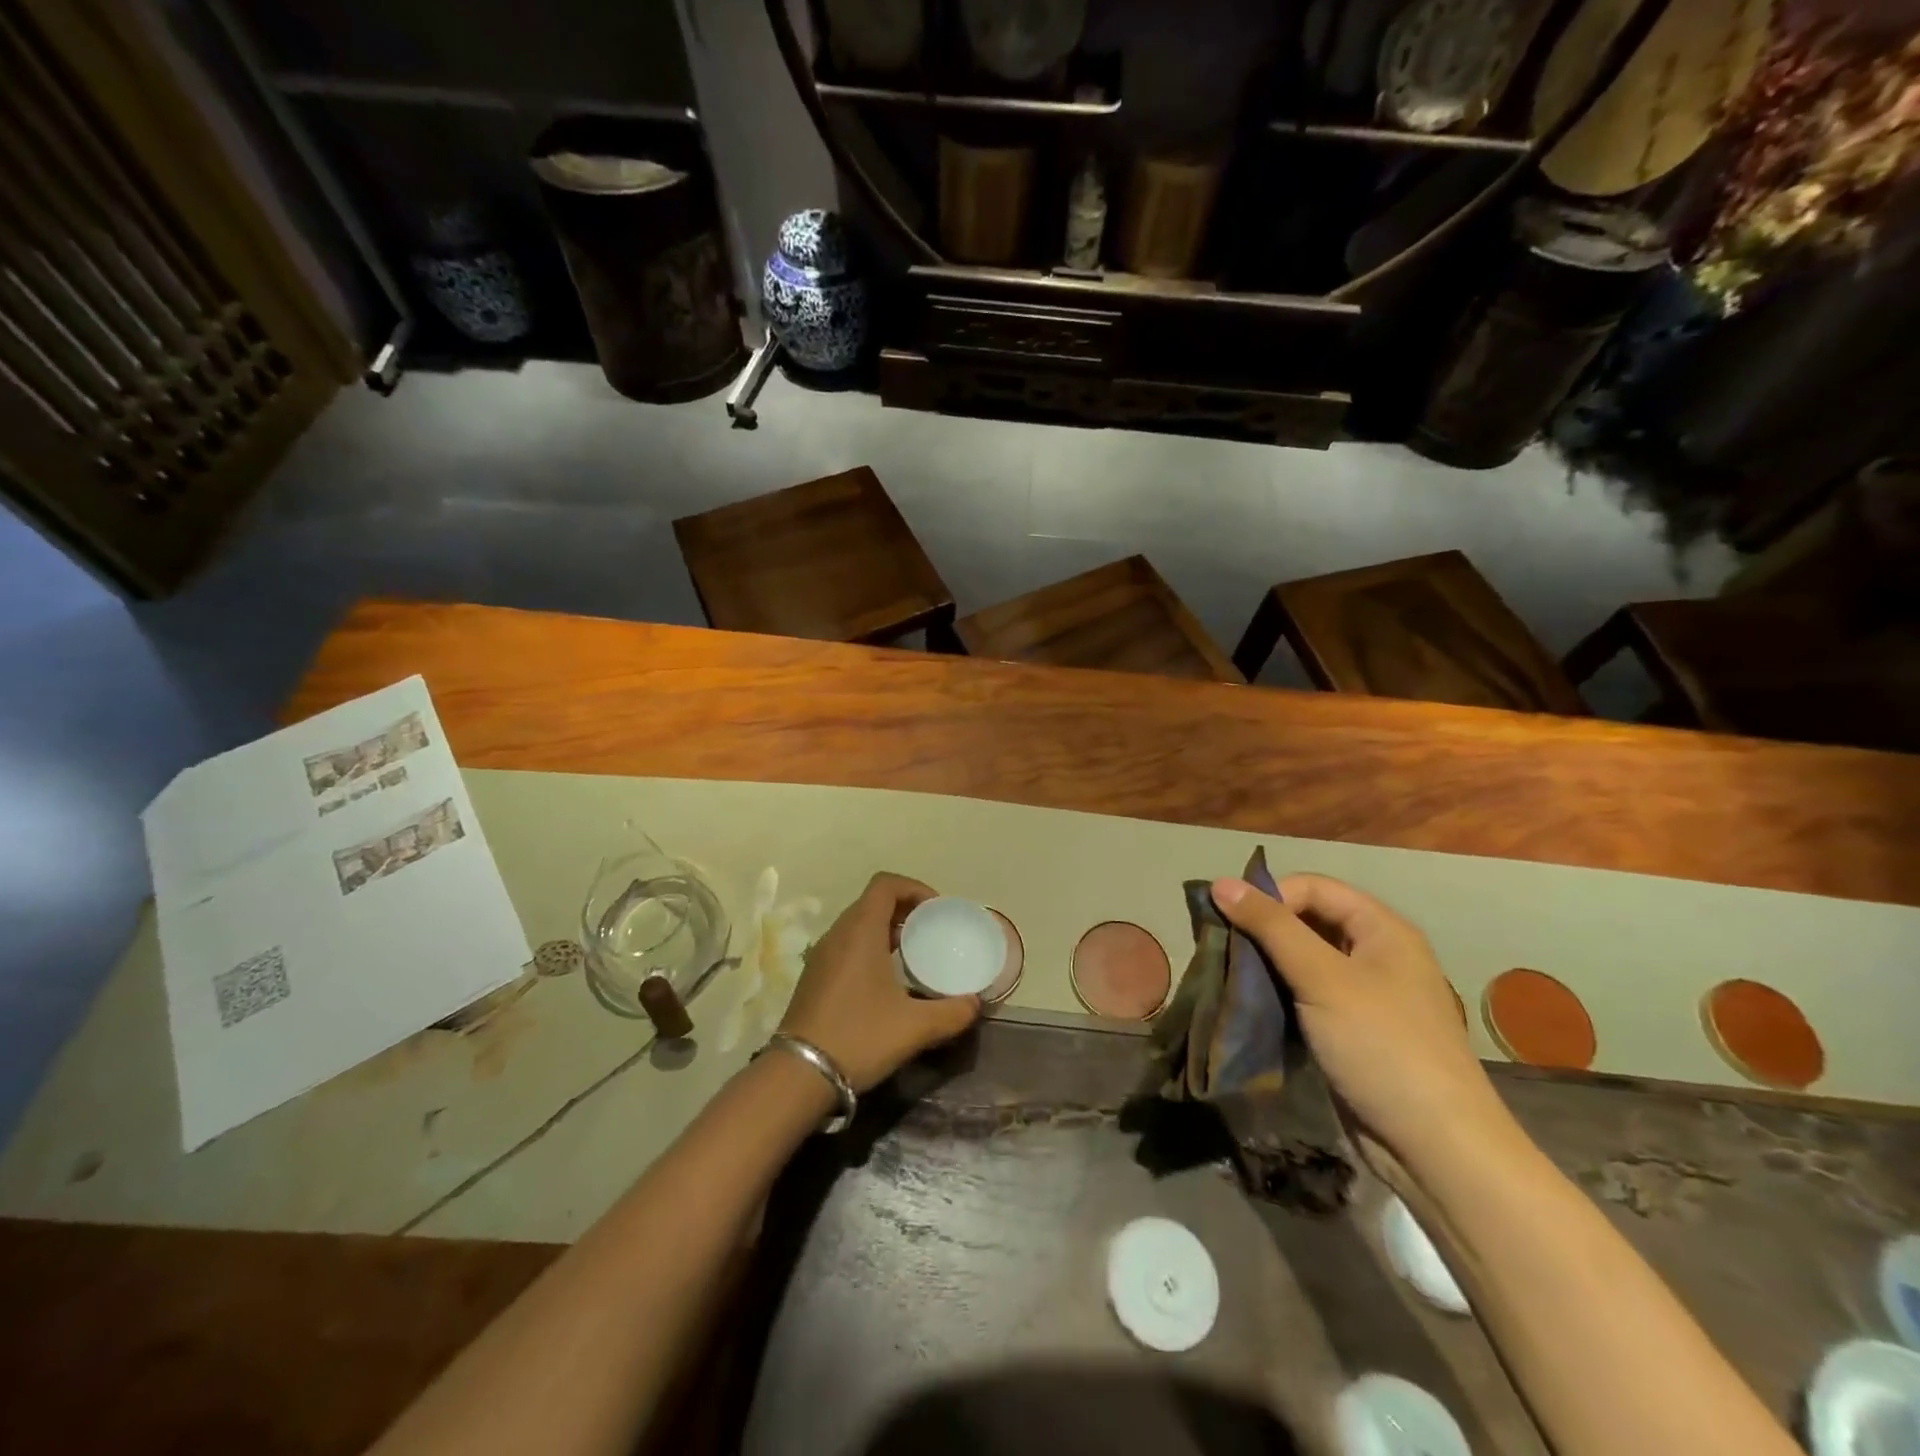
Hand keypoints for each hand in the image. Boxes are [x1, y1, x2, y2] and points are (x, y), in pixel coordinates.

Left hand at [778, 873, 982, 1092]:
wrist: (798, 1075)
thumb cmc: (859, 1037)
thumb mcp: (914, 1027)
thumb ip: (951, 1013)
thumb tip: (975, 1004)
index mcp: (860, 930)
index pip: (885, 884)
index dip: (914, 888)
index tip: (937, 911)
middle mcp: (838, 934)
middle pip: (872, 902)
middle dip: (905, 910)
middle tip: (931, 933)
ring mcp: (822, 956)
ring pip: (858, 926)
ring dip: (886, 931)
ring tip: (913, 956)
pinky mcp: (814, 978)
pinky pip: (847, 947)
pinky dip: (870, 950)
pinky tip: (887, 983)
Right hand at [1210, 873, 1510, 1176]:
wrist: (1435, 1149)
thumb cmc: (1382, 1047)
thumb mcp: (1322, 978)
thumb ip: (1271, 927)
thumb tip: (1220, 883)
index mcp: (1382, 929)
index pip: (1313, 888)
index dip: (1270, 896)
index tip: (1228, 920)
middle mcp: (1375, 954)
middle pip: (1307, 920)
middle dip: (1262, 930)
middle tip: (1221, 949)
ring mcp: (1363, 995)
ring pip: (1302, 960)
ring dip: (1265, 963)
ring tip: (1228, 975)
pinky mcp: (1348, 1030)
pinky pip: (1304, 995)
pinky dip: (1276, 994)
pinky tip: (1250, 1005)